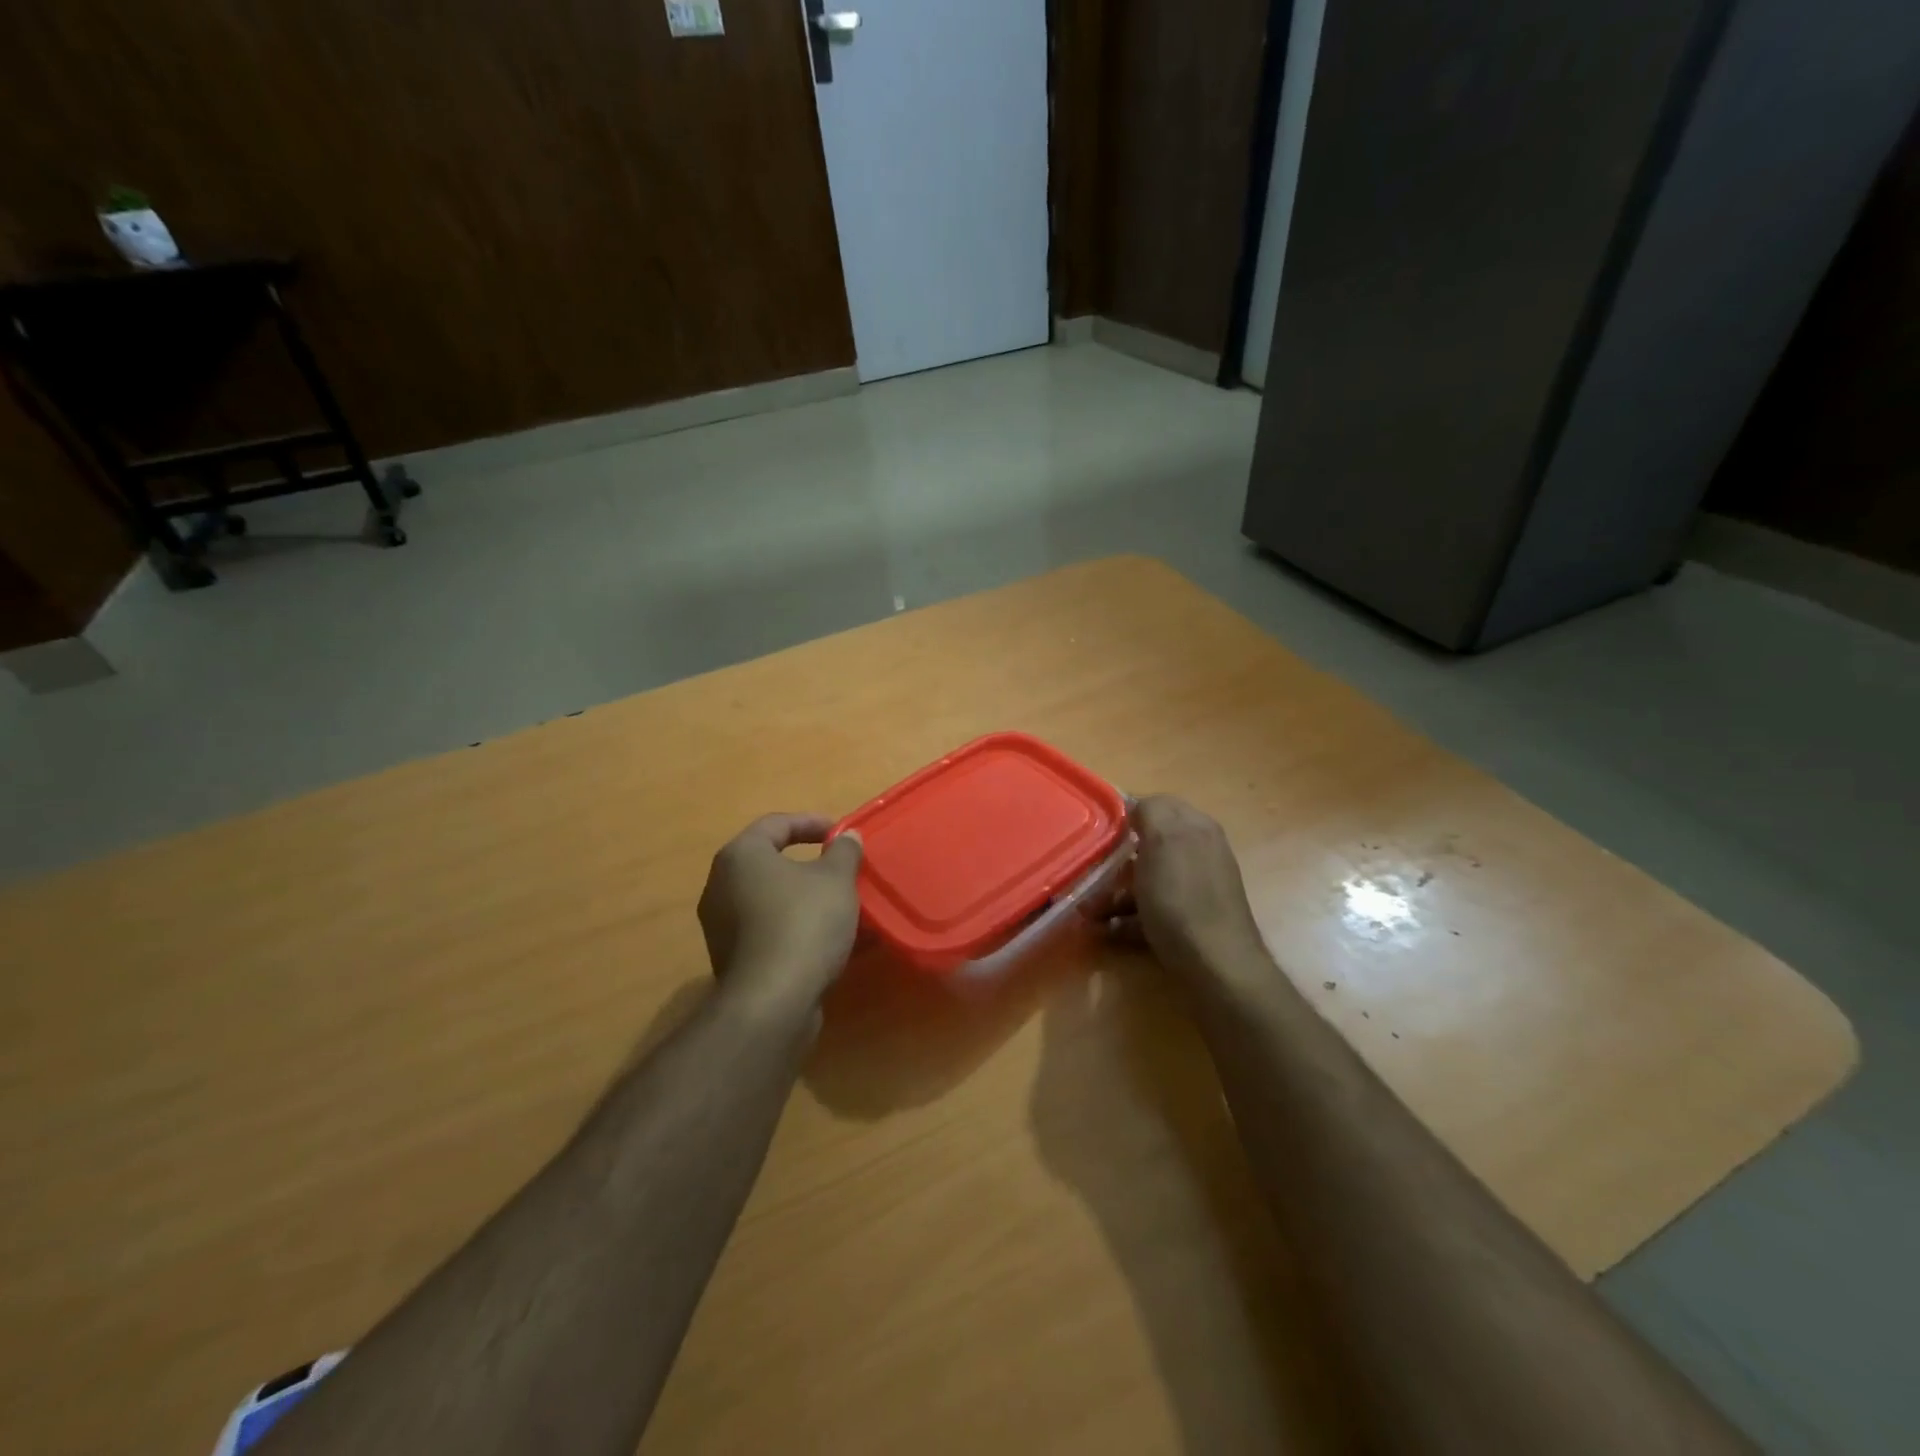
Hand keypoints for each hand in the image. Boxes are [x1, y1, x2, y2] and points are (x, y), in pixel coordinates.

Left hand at [697, 813, 864, 1013]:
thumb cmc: (804, 923)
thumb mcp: (836, 879)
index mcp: (740, 856)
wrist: (772, 1001)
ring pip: (769, 899)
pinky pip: (767, 929)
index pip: (776, 824)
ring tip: (838, 905)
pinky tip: (825, 938)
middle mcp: (720, 885)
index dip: (811, 823)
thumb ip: (843, 852)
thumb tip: (846, 837)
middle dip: (808, 864)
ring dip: (803, 898)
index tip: (840, 833)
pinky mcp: (730, 959)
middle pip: (769, 863)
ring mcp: (721, 925)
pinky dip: (794, 926)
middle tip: (839, 868)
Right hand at [1104, 796, 1267, 977]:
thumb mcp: (1163, 842)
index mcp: (1196, 828)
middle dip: (1115, 860)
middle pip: (1147, 846)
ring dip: (1114, 893)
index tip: (1096, 833)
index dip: (1124, 815)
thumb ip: (1150, 811)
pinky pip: (1151, 910)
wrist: (1217, 968)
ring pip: (1146, 880)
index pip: (1156, 804)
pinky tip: (1106, 930)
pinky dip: (1127, 918)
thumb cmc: (1182, 900)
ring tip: (1088, 912)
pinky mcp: (1189, 921)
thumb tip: (1136, 803)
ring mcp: (1196, 889)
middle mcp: (1199, 853)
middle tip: (1089, 874)